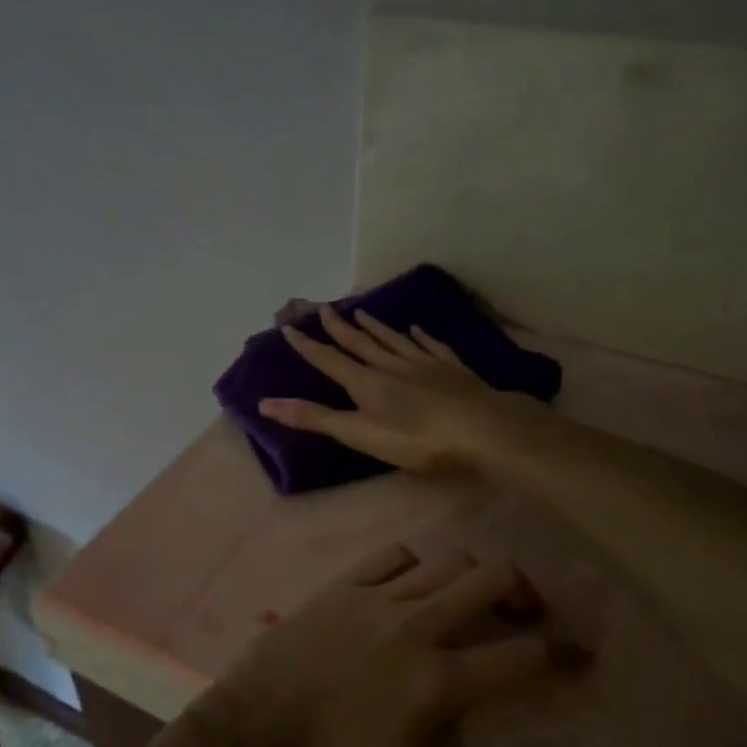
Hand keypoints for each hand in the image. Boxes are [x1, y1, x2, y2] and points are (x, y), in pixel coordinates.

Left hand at [189, 543, 587, 746]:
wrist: (243, 744)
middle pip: (491, 578)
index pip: (523, 654)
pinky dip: (416, 567)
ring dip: (472, 578)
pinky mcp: (339, 587)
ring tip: (474, 604)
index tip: (581, 657)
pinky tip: (412, 590)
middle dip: (525, 592)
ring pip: (446, 561)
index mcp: (437, 681)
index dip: (564, 653)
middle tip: (530, 617)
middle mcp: (414, 625)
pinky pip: (394, 556)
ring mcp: (373, 599)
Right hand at [259, 304, 543, 473]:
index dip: (308, 346)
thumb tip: (265, 403)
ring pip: (393, 340)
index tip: (290, 327)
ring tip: (362, 311)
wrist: (481, 428)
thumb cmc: (416, 438)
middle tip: (324, 308)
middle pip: (361, 343)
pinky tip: (416, 329)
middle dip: (340, 328)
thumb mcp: (359, 433)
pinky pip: (430, 346)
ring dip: (375, 327)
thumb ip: (315, 418)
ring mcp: (424, 364)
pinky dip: (420, 336)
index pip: (330, 360)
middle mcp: (391, 365)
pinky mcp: (452, 369)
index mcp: (366, 383)